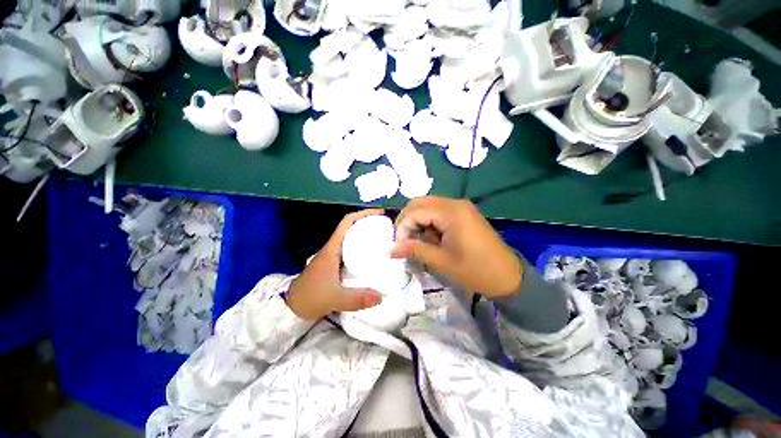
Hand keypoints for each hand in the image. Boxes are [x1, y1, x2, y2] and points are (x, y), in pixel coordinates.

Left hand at [286, 209, 383, 319]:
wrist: (291, 309)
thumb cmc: (309, 298)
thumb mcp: (333, 298)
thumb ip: (356, 299)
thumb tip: (380, 296)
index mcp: (332, 249)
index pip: (347, 222)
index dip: (363, 214)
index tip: (380, 214)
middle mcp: (333, 248)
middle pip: (352, 228)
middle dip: (369, 224)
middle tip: (387, 228)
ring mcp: (333, 256)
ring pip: (352, 239)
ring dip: (367, 235)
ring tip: (384, 240)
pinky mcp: (334, 265)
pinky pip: (351, 250)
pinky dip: (363, 249)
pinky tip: (373, 257)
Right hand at [391, 197, 521, 298]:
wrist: (508, 276)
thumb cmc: (475, 271)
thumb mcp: (441, 262)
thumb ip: (414, 250)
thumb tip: (390, 249)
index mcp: (451, 213)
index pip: (416, 211)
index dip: (402, 227)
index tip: (399, 245)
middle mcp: (455, 203)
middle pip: (420, 203)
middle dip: (407, 221)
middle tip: (403, 241)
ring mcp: (461, 206)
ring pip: (428, 206)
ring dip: (418, 222)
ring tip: (418, 242)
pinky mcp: (463, 213)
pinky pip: (438, 211)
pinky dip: (429, 222)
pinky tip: (431, 238)